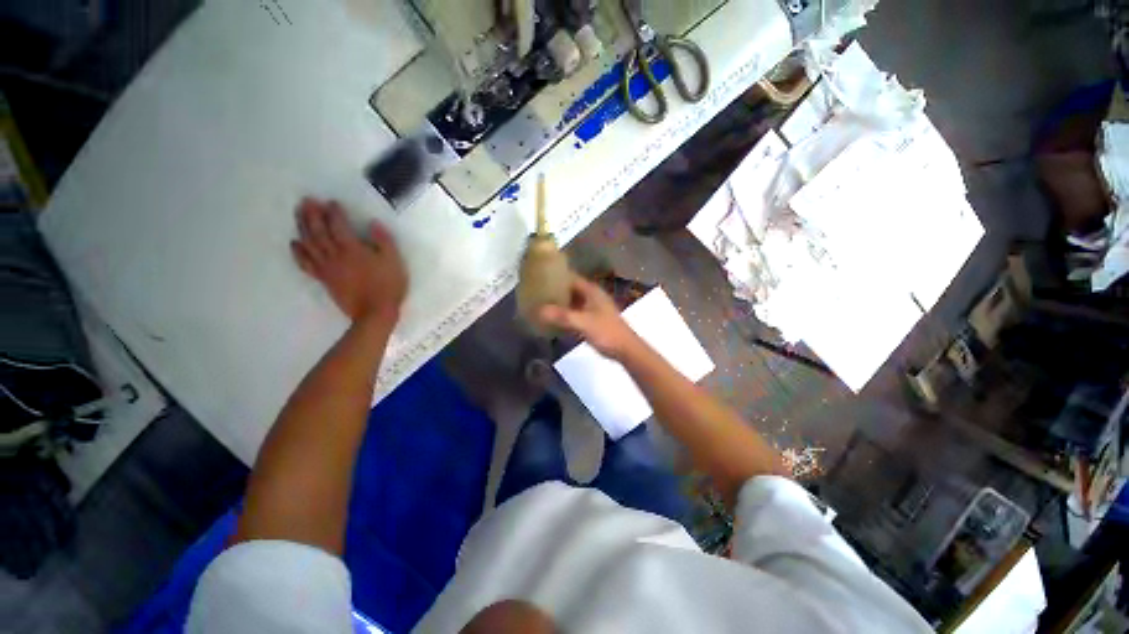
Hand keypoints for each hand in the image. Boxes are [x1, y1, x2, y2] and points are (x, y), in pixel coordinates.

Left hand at [291, 198, 407, 324]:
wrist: (375, 312)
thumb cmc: (388, 285)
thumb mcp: (394, 261)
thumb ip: (384, 241)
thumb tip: (374, 223)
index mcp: (353, 249)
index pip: (339, 225)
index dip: (334, 212)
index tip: (331, 202)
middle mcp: (335, 255)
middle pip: (318, 231)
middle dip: (312, 214)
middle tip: (306, 201)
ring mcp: (327, 267)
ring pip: (309, 243)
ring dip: (301, 227)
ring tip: (298, 214)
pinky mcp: (323, 279)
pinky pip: (306, 263)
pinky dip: (298, 252)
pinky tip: (294, 243)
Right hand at [538, 276, 638, 359]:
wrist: (625, 349)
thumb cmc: (606, 332)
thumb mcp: (583, 323)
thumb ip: (562, 316)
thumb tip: (539, 310)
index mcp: (591, 291)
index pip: (570, 277)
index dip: (556, 276)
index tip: (538, 277)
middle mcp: (591, 296)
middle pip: (570, 289)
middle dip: (554, 291)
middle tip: (535, 293)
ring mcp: (592, 309)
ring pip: (572, 302)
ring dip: (559, 303)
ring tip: (540, 305)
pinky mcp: (592, 320)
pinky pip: (574, 314)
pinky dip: (564, 315)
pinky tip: (552, 320)